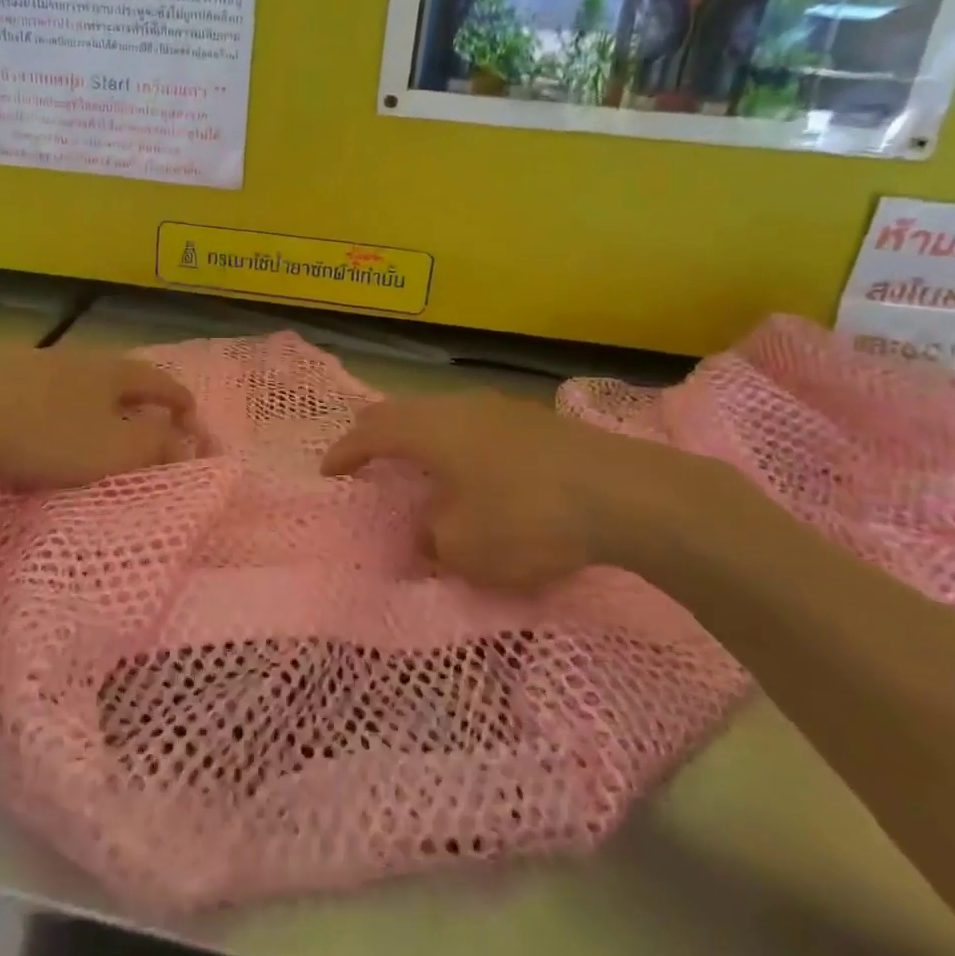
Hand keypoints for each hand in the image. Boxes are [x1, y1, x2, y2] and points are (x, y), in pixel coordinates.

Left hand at [0, 349, 195, 491]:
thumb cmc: (46, 434)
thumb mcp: (112, 449)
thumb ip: (155, 446)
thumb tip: (187, 443)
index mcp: (111, 371)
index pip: (158, 380)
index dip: (179, 398)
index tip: (192, 415)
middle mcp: (77, 359)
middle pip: (119, 375)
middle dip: (138, 397)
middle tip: (150, 418)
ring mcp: (35, 364)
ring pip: (80, 382)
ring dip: (98, 402)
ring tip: (101, 423)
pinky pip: (46, 392)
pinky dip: (61, 408)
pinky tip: (49, 423)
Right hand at [321, 390, 737, 591]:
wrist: (625, 495)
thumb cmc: (528, 518)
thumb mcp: (465, 548)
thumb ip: (432, 540)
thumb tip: (427, 533)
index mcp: (430, 430)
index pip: (371, 433)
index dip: (345, 452)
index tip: (328, 471)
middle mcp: (458, 407)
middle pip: (401, 411)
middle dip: (375, 433)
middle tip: (362, 456)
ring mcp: (500, 408)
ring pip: (440, 414)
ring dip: (418, 435)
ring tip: (414, 461)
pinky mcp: (534, 421)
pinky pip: (473, 424)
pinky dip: (454, 442)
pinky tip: (470, 468)